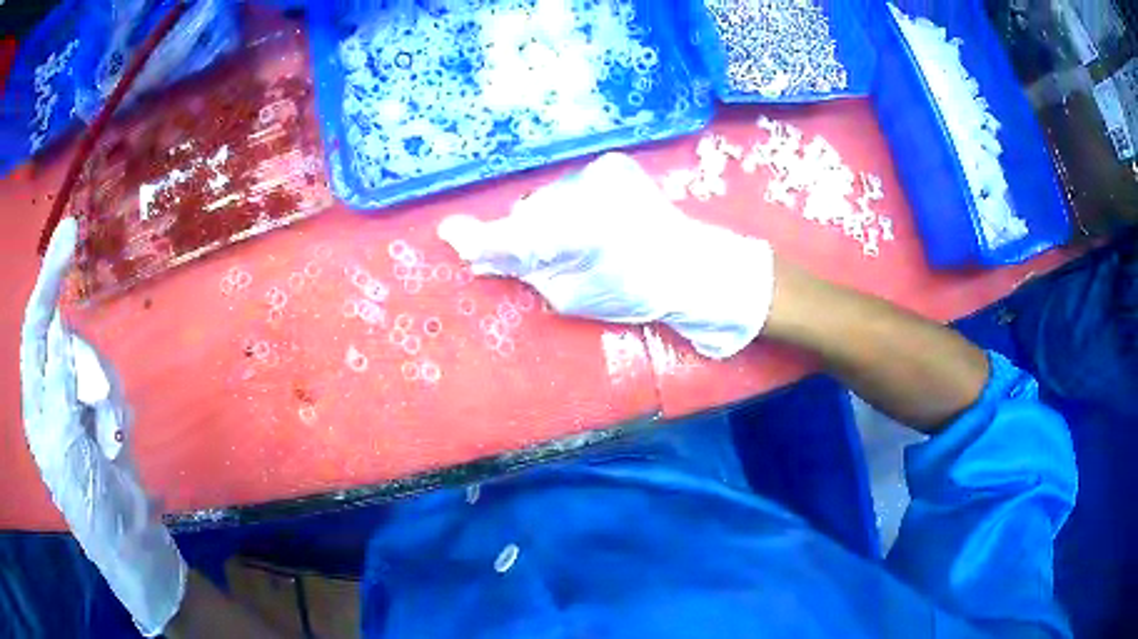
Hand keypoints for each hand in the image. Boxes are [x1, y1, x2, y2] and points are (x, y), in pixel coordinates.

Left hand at [20, 218, 184, 636]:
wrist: (134, 548)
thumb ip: (57, 384)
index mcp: (36, 405)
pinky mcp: (101, 415)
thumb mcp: (67, 448)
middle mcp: (52, 396)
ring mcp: (77, 405)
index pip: (35, 327)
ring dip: (108, 399)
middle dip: (89, 372)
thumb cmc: (92, 507)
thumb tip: (57, 324)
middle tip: (103, 417)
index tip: (69, 235)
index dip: (48, 280)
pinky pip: (112, 387)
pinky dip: (119, 412)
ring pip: (93, 362)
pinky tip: (119, 443)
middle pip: (68, 343)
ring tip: (113, 442)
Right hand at [438, 152, 774, 358]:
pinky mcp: (611, 164)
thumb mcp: (571, 296)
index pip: (514, 235)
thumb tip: (481, 259)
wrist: (691, 264)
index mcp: (581, 233)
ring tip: (578, 239)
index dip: (481, 237)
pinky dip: (569, 202)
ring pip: (547, 196)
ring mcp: (601, 170)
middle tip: (545, 257)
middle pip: (529, 211)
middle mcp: (587, 190)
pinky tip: (594, 218)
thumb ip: (524, 272)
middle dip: (526, 232)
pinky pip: (568, 184)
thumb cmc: (634, 291)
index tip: (450, 233)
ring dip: (548, 216)